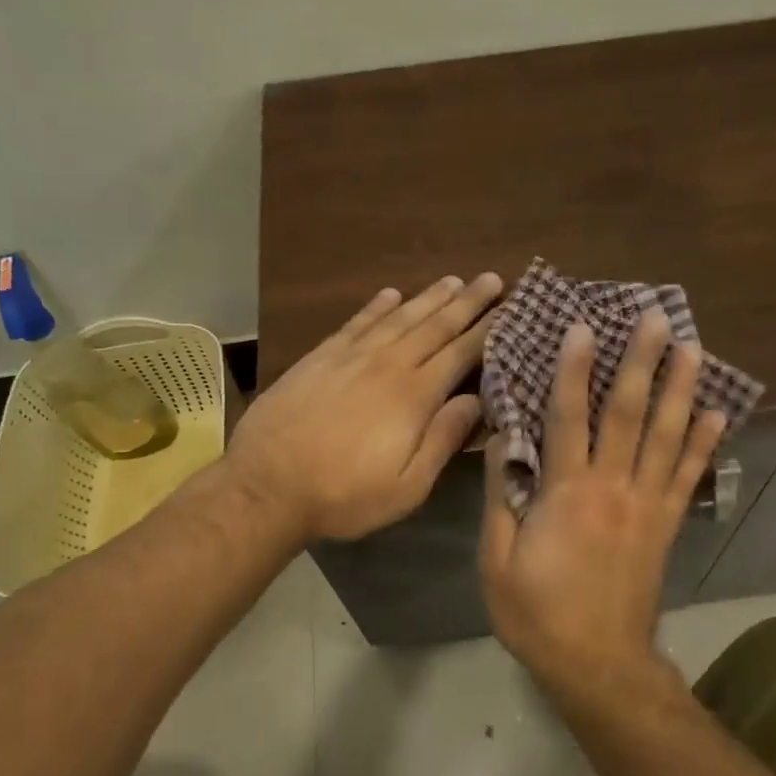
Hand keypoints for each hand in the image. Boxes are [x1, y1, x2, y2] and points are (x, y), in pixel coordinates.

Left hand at [228, 273, 501, 540]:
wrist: (267, 485)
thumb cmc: (344, 495)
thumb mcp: (407, 487)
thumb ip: (444, 440)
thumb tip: (477, 400)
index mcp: (415, 396)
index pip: (460, 353)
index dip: (487, 329)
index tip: (509, 307)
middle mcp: (388, 364)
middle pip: (435, 326)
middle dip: (467, 302)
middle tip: (491, 279)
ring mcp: (351, 356)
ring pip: (399, 317)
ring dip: (429, 297)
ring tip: (453, 280)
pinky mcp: (321, 357)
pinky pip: (357, 322)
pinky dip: (377, 306)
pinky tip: (391, 294)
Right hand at [479, 310, 726, 679]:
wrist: (598, 664)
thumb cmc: (537, 613)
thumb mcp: (496, 560)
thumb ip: (502, 497)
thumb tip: (502, 442)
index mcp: (566, 493)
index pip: (568, 417)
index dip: (573, 369)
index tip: (583, 328)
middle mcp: (612, 487)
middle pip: (628, 414)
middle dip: (640, 362)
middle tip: (656, 317)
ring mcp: (647, 505)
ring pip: (666, 436)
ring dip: (679, 389)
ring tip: (692, 347)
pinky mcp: (666, 525)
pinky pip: (688, 477)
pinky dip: (704, 443)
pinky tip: (717, 412)